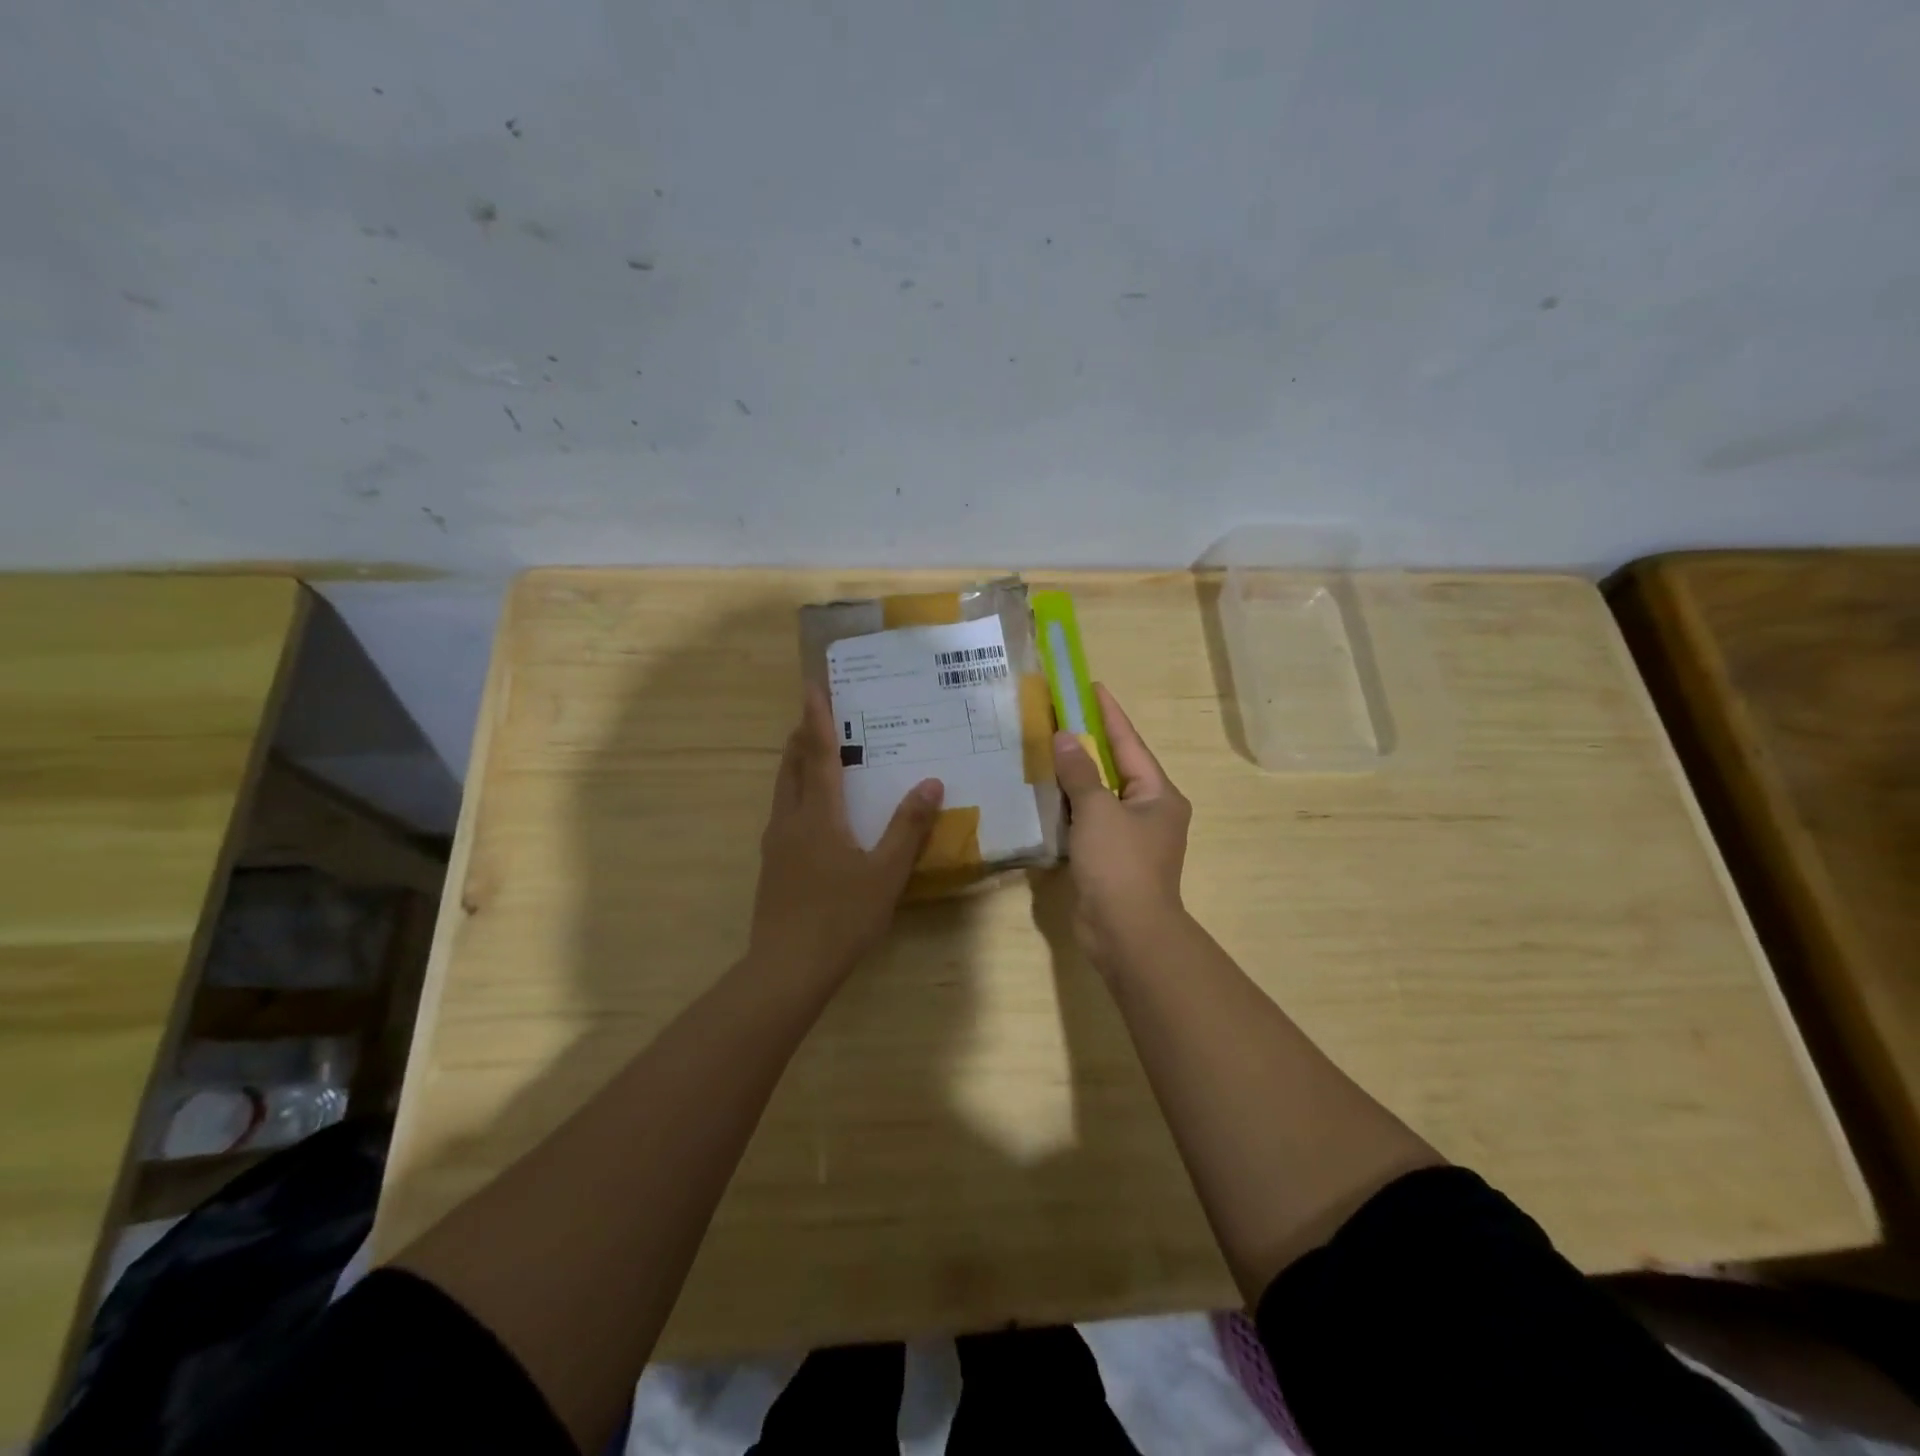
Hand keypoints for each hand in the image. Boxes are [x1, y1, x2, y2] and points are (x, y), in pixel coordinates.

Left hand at [749, 685, 943, 984]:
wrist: (787, 969)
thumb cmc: (841, 917)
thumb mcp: (885, 873)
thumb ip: (908, 827)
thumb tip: (930, 782)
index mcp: (818, 815)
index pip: (816, 754)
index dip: (816, 718)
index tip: (812, 685)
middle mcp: (790, 820)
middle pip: (791, 766)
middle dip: (801, 736)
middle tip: (817, 714)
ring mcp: (776, 844)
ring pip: (783, 790)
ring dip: (795, 764)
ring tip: (813, 753)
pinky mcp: (773, 865)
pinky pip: (784, 813)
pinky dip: (796, 793)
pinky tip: (813, 811)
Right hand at [1052, 685, 1192, 971]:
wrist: (1126, 932)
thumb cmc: (1120, 864)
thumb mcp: (1098, 811)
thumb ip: (1080, 773)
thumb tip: (1066, 738)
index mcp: (1159, 794)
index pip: (1129, 743)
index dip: (1108, 714)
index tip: (1091, 687)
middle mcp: (1149, 811)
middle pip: (1116, 767)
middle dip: (1089, 742)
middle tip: (1060, 715)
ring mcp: (1130, 837)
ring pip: (1100, 795)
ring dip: (1076, 775)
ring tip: (1048, 747)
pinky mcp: (1110, 858)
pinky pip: (1089, 821)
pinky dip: (1070, 806)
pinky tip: (1046, 794)